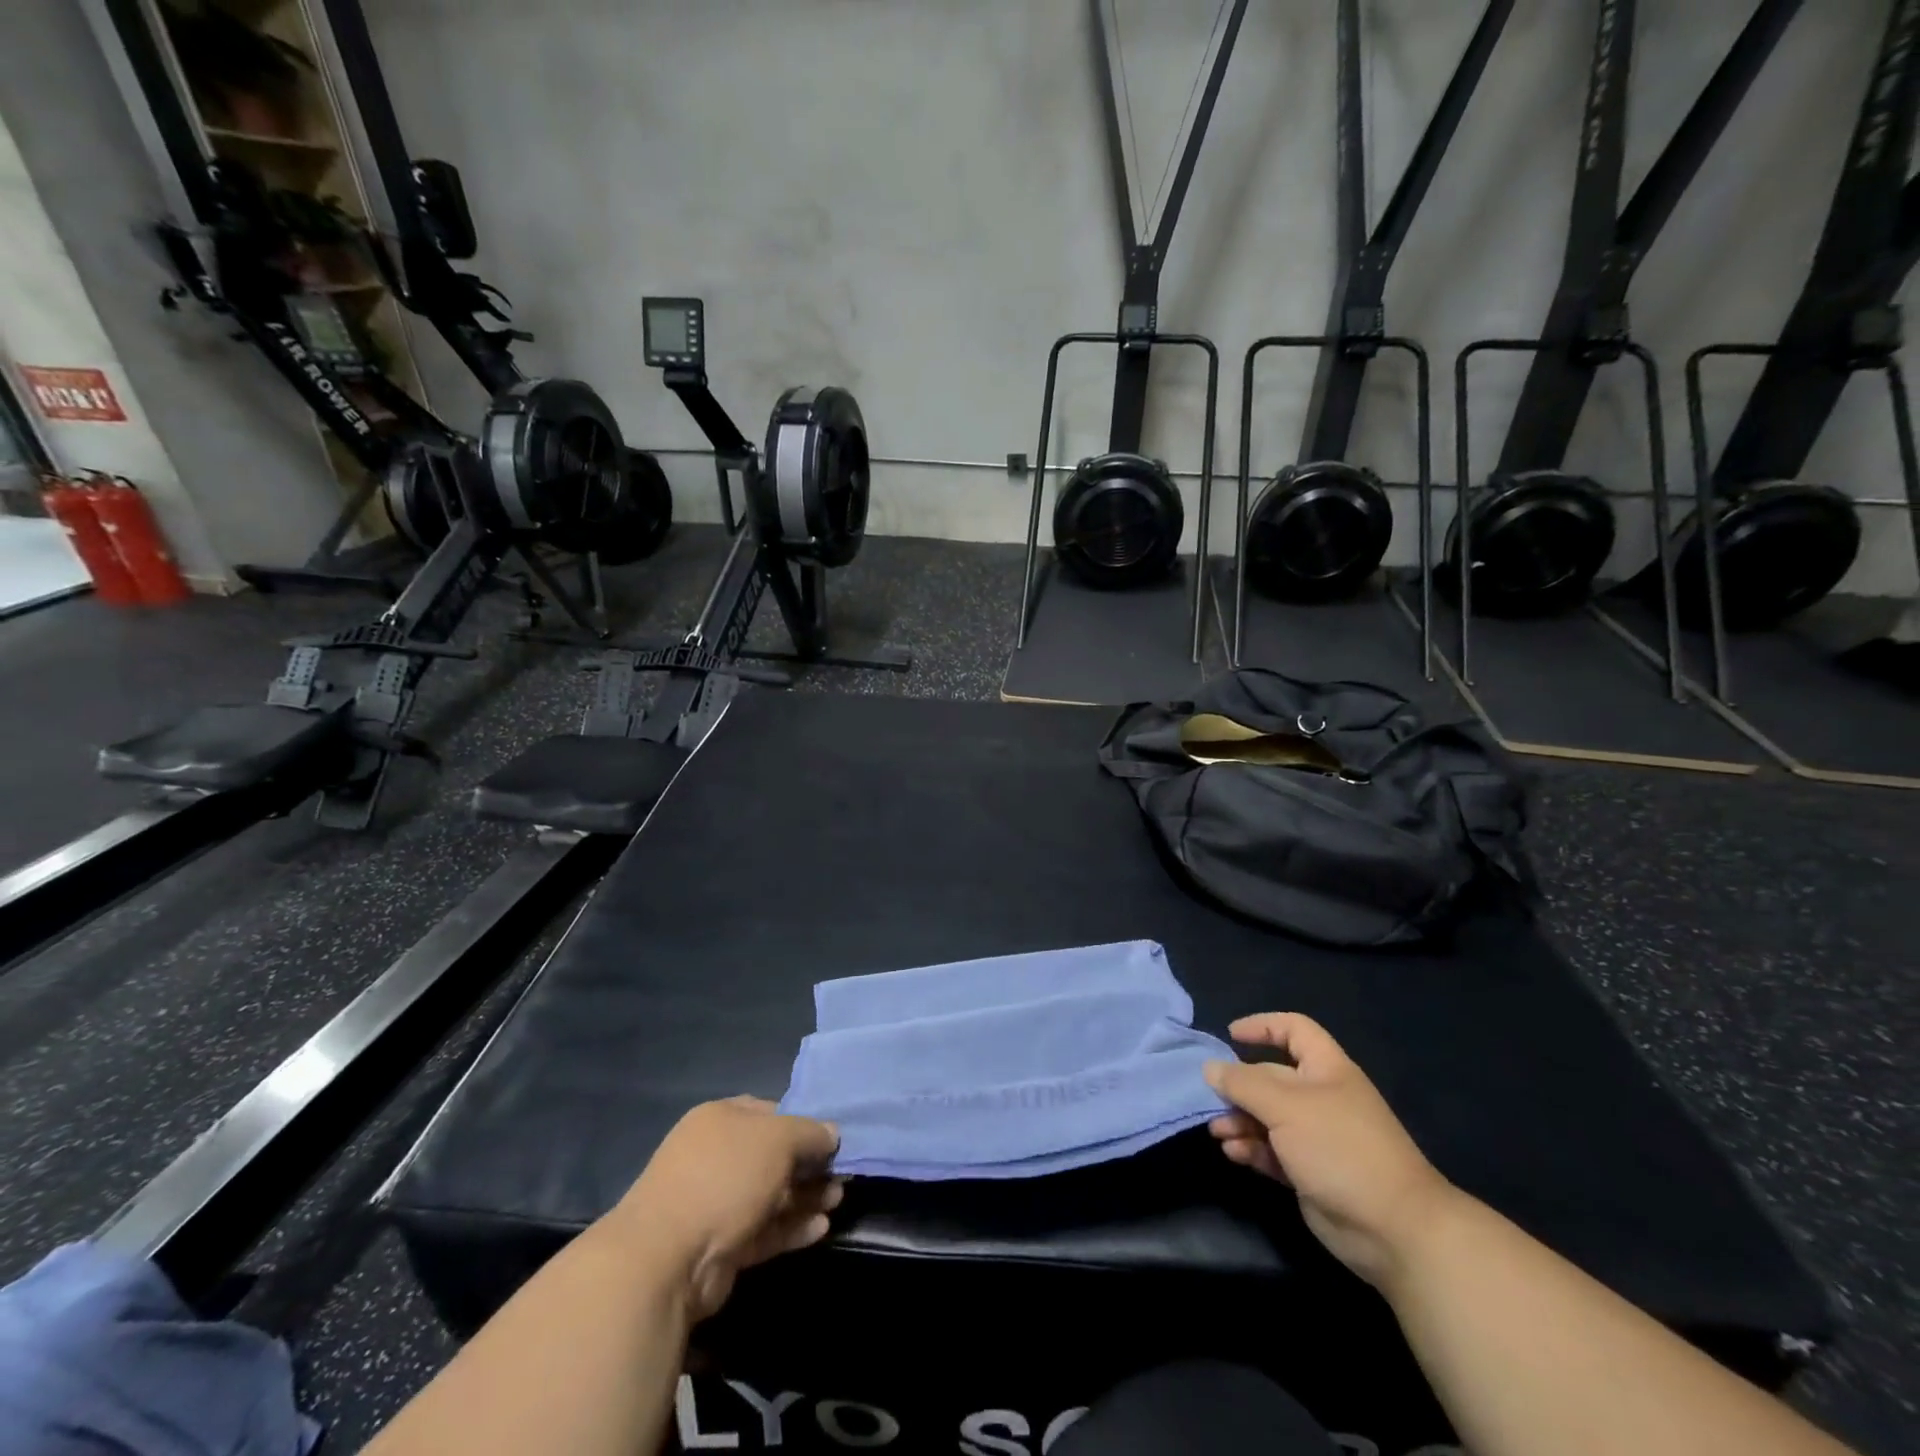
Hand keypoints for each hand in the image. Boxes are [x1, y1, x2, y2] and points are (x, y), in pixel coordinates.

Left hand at [614, 1097, 842, 1321]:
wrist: (666, 1259)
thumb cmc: (725, 1178)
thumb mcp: (778, 1139)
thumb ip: (810, 1133)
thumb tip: (832, 1134)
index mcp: (721, 1118)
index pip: (771, 1112)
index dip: (803, 1124)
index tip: (833, 1141)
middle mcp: (716, 1155)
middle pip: (773, 1156)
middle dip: (809, 1166)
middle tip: (841, 1177)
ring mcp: (715, 1202)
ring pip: (771, 1194)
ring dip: (805, 1198)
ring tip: (837, 1202)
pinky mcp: (720, 1245)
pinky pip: (763, 1229)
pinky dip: (791, 1227)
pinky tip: (821, 1229)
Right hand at [1205, 1013, 1455, 1289]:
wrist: (1392, 1229)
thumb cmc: (1340, 1148)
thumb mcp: (1285, 1107)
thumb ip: (1243, 1084)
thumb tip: (1209, 1067)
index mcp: (1326, 1070)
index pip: (1294, 1030)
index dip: (1263, 1026)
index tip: (1230, 1036)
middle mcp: (1321, 1098)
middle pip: (1271, 1077)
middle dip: (1240, 1086)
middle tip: (1213, 1099)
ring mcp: (1316, 1137)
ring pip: (1267, 1117)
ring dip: (1239, 1121)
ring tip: (1218, 1132)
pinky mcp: (1309, 1172)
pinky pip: (1272, 1151)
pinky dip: (1251, 1149)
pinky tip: (1234, 1154)